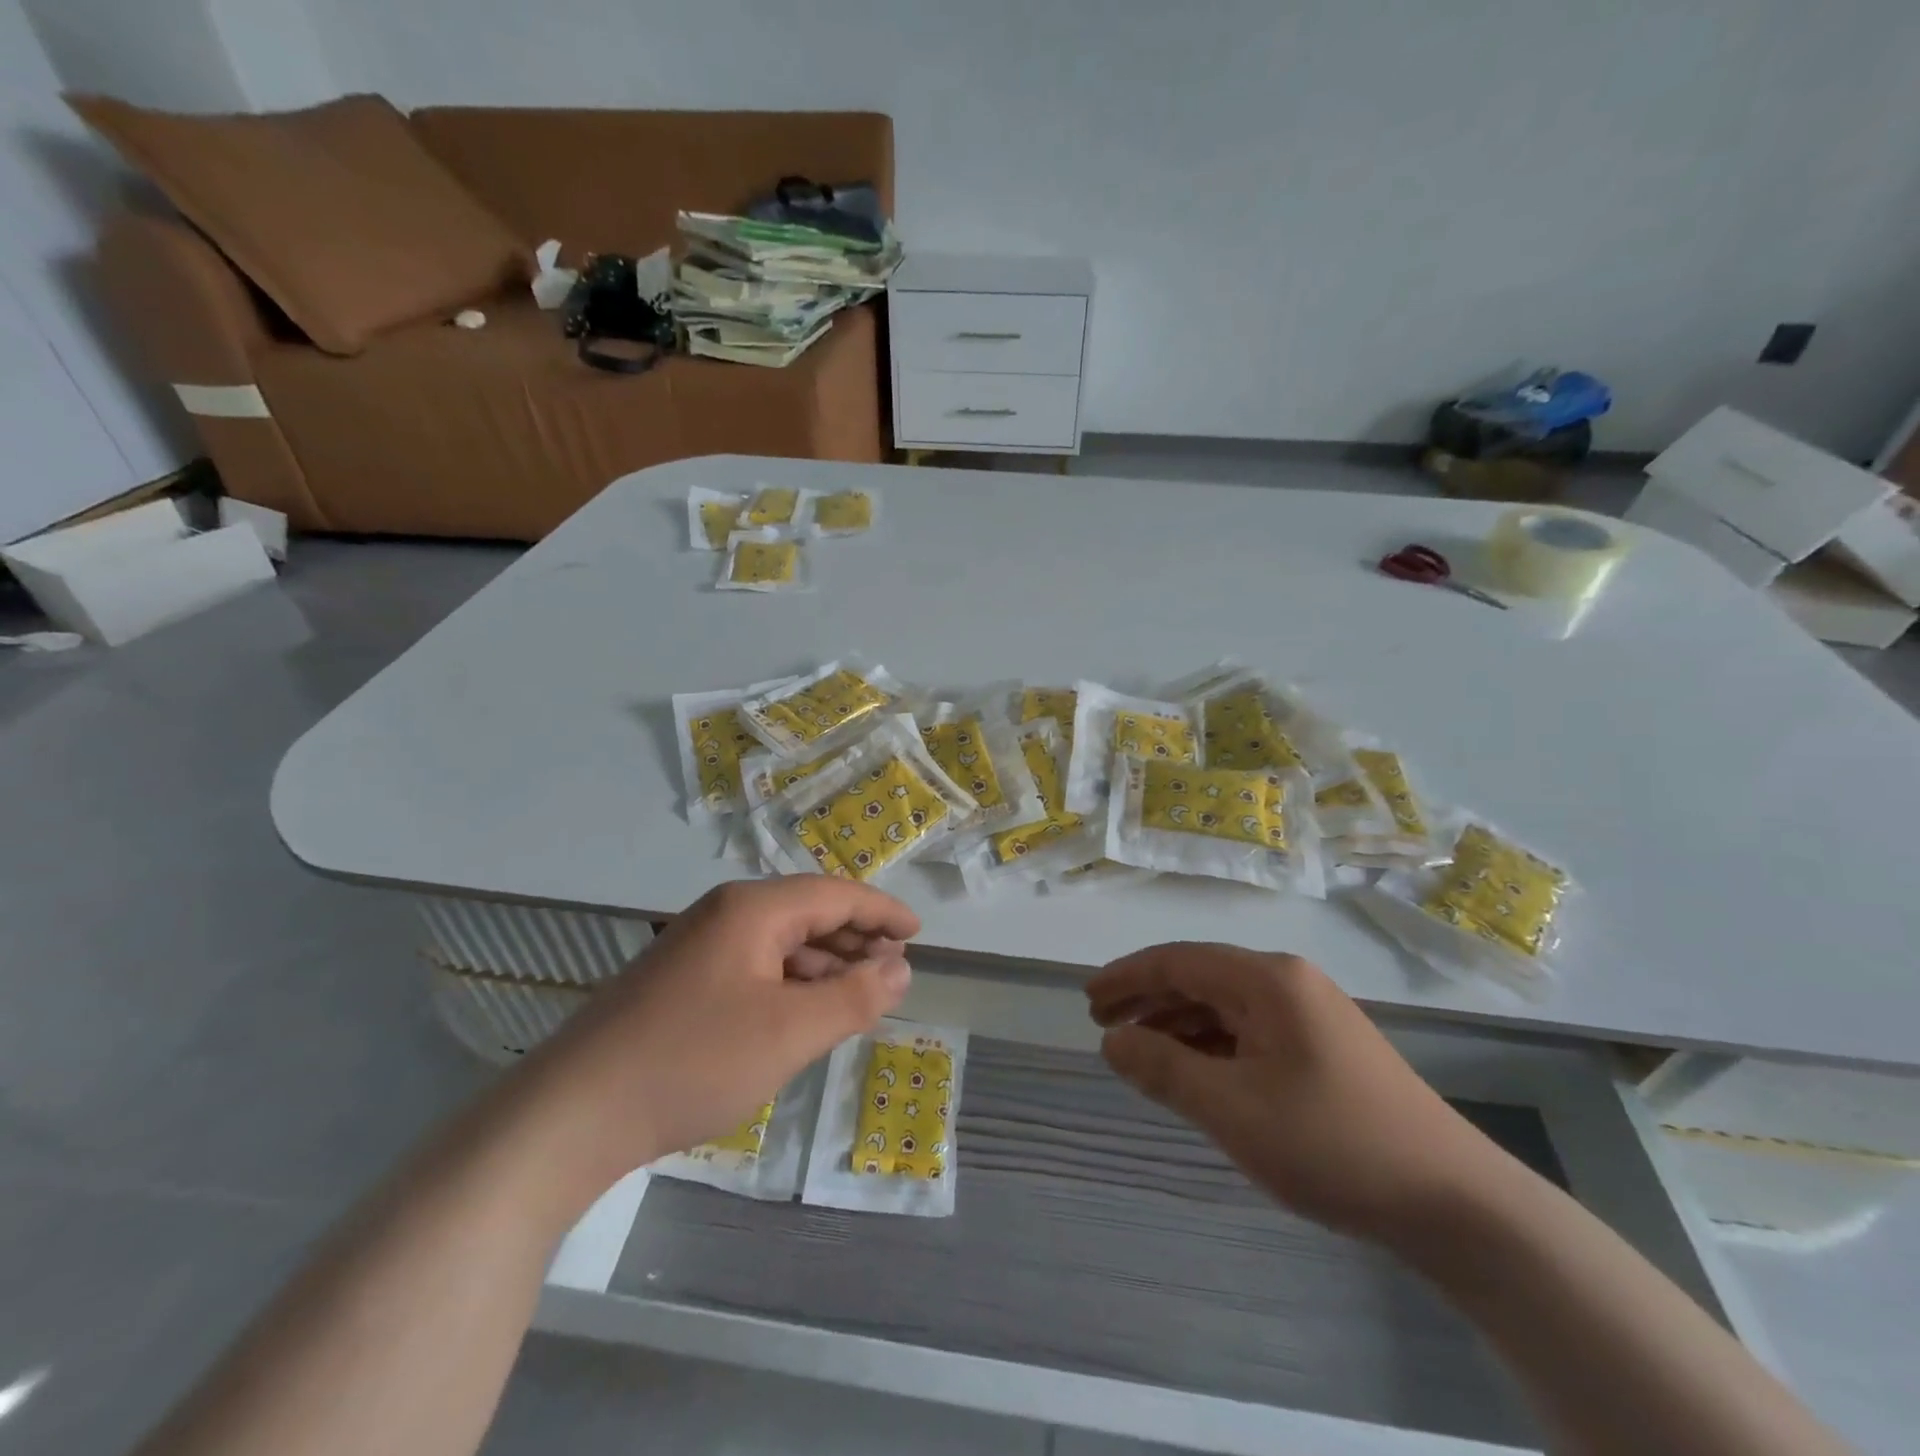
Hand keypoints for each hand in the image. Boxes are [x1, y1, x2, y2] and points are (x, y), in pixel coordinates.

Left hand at [518, 877, 918, 1197]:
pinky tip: (802, 1014)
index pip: (835, 894)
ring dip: (825, 962)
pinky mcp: (680, 981)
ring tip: (859, 993)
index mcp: (752, 909)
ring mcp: (696, 947)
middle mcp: (724, 914)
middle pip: (807, 912)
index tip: (918, 932)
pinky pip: (754, 966)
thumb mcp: (790, 1032)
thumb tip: (900, 967)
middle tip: (895, 967)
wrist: (571, 1114)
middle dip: (856, 937)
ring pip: (780, 941)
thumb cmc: (693, 1062)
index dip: (882, 910)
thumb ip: (854, 996)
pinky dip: (790, 982)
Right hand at [1086, 943, 1507, 1245]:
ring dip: (1176, 1023)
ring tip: (1136, 1050)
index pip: (1178, 961)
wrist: (1454, 1202)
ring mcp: (1309, 1012)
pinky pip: (1248, 1030)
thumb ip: (1164, 1069)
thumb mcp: (1233, 1110)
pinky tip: (1191, 1068)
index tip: (1087, 1001)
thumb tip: (1112, 1042)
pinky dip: (1210, 1044)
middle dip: (1148, 999)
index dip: (1127, 977)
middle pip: (1200, 977)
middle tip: (1102, 1025)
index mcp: (1267, 979)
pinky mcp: (1322, 1046)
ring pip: (1224, 1005)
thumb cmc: (1333, 1144)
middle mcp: (1287, 981)